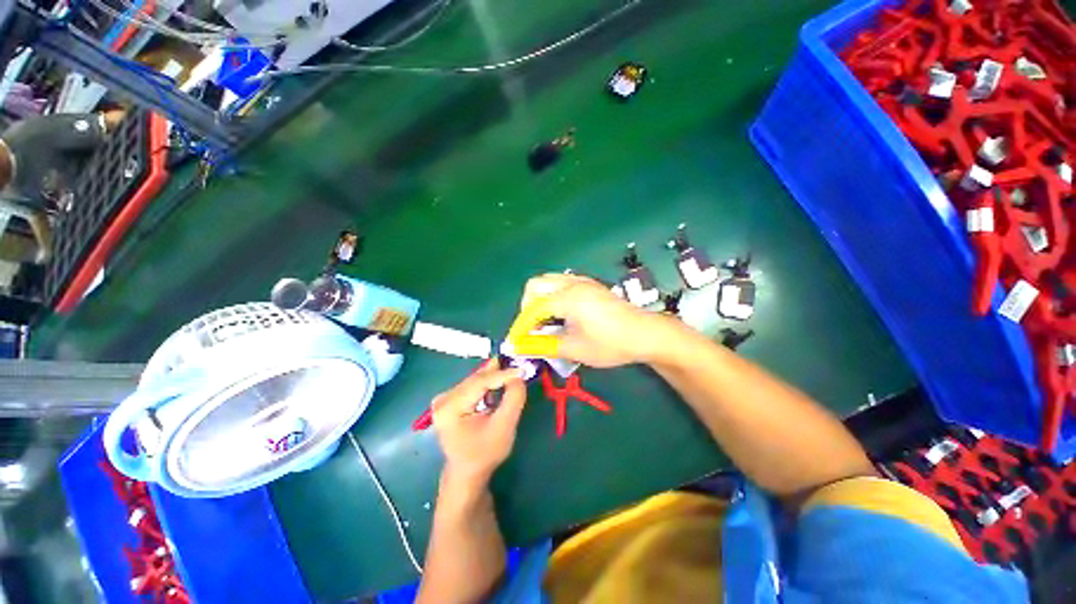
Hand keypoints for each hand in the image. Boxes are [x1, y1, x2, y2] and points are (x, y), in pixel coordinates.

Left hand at [431, 362, 526, 486]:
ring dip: (494, 377)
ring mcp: (444, 399)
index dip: (502, 375)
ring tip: (512, 372)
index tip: (522, 370)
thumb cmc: (485, 454)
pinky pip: (472, 385)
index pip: (479, 383)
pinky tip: (499, 383)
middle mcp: (443, 399)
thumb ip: (513, 399)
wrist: (467, 472)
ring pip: (475, 380)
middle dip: (499, 373)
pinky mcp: (449, 400)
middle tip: (518, 365)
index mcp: (450, 408)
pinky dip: (487, 383)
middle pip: (476, 379)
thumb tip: (518, 376)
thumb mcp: (504, 428)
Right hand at [516, 273, 676, 367]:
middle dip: (527, 306)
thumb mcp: (575, 349)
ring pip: (548, 281)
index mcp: (568, 298)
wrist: (645, 334)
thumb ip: (544, 345)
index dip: (521, 326)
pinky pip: (561, 283)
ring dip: (539, 299)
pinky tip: (561, 314)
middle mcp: (572, 283)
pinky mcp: (590, 285)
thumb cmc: (611, 344)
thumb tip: (520, 346)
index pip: (533, 308)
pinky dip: (552, 296)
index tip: (516, 342)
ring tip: (544, 322)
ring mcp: (582, 282)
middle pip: (536, 285)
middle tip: (531, 328)